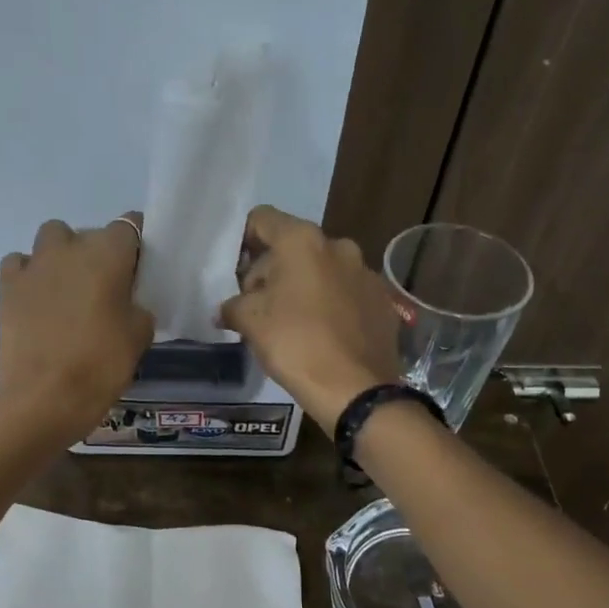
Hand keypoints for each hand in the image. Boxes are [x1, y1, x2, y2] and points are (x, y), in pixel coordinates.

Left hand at [0, 215, 153, 443]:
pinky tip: (38, 298)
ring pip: (52, 238)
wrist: (45, 397)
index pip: (129, 225)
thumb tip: (126, 303)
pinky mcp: (8, 286)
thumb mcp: (140, 336)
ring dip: (62, 255)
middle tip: (106, 288)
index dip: (136, 245)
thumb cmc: (101, 365)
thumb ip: (137, 308)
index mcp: (109, 254)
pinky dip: (30, 274)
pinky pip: (20, 263)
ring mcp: (34, 265)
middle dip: (99, 253)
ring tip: (68, 288)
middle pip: (90, 233)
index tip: (139, 268)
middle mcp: (70, 248)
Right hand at [218, 205, 401, 433]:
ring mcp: (366, 273)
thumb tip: (225, 310)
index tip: (235, 273)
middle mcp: (338, 246)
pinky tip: (323, 335)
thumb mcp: (251, 323)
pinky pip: (347, 294)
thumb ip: (233, 306)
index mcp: (302, 241)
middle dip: (272, 271)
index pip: (262, 219)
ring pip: (322, 271)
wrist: (356, 388)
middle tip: (259, 307)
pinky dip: (331, 306)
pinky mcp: (382, 301)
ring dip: (303, 288)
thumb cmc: (296, 344)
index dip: (243, 241)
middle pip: (293, 247)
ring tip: (292, 324)